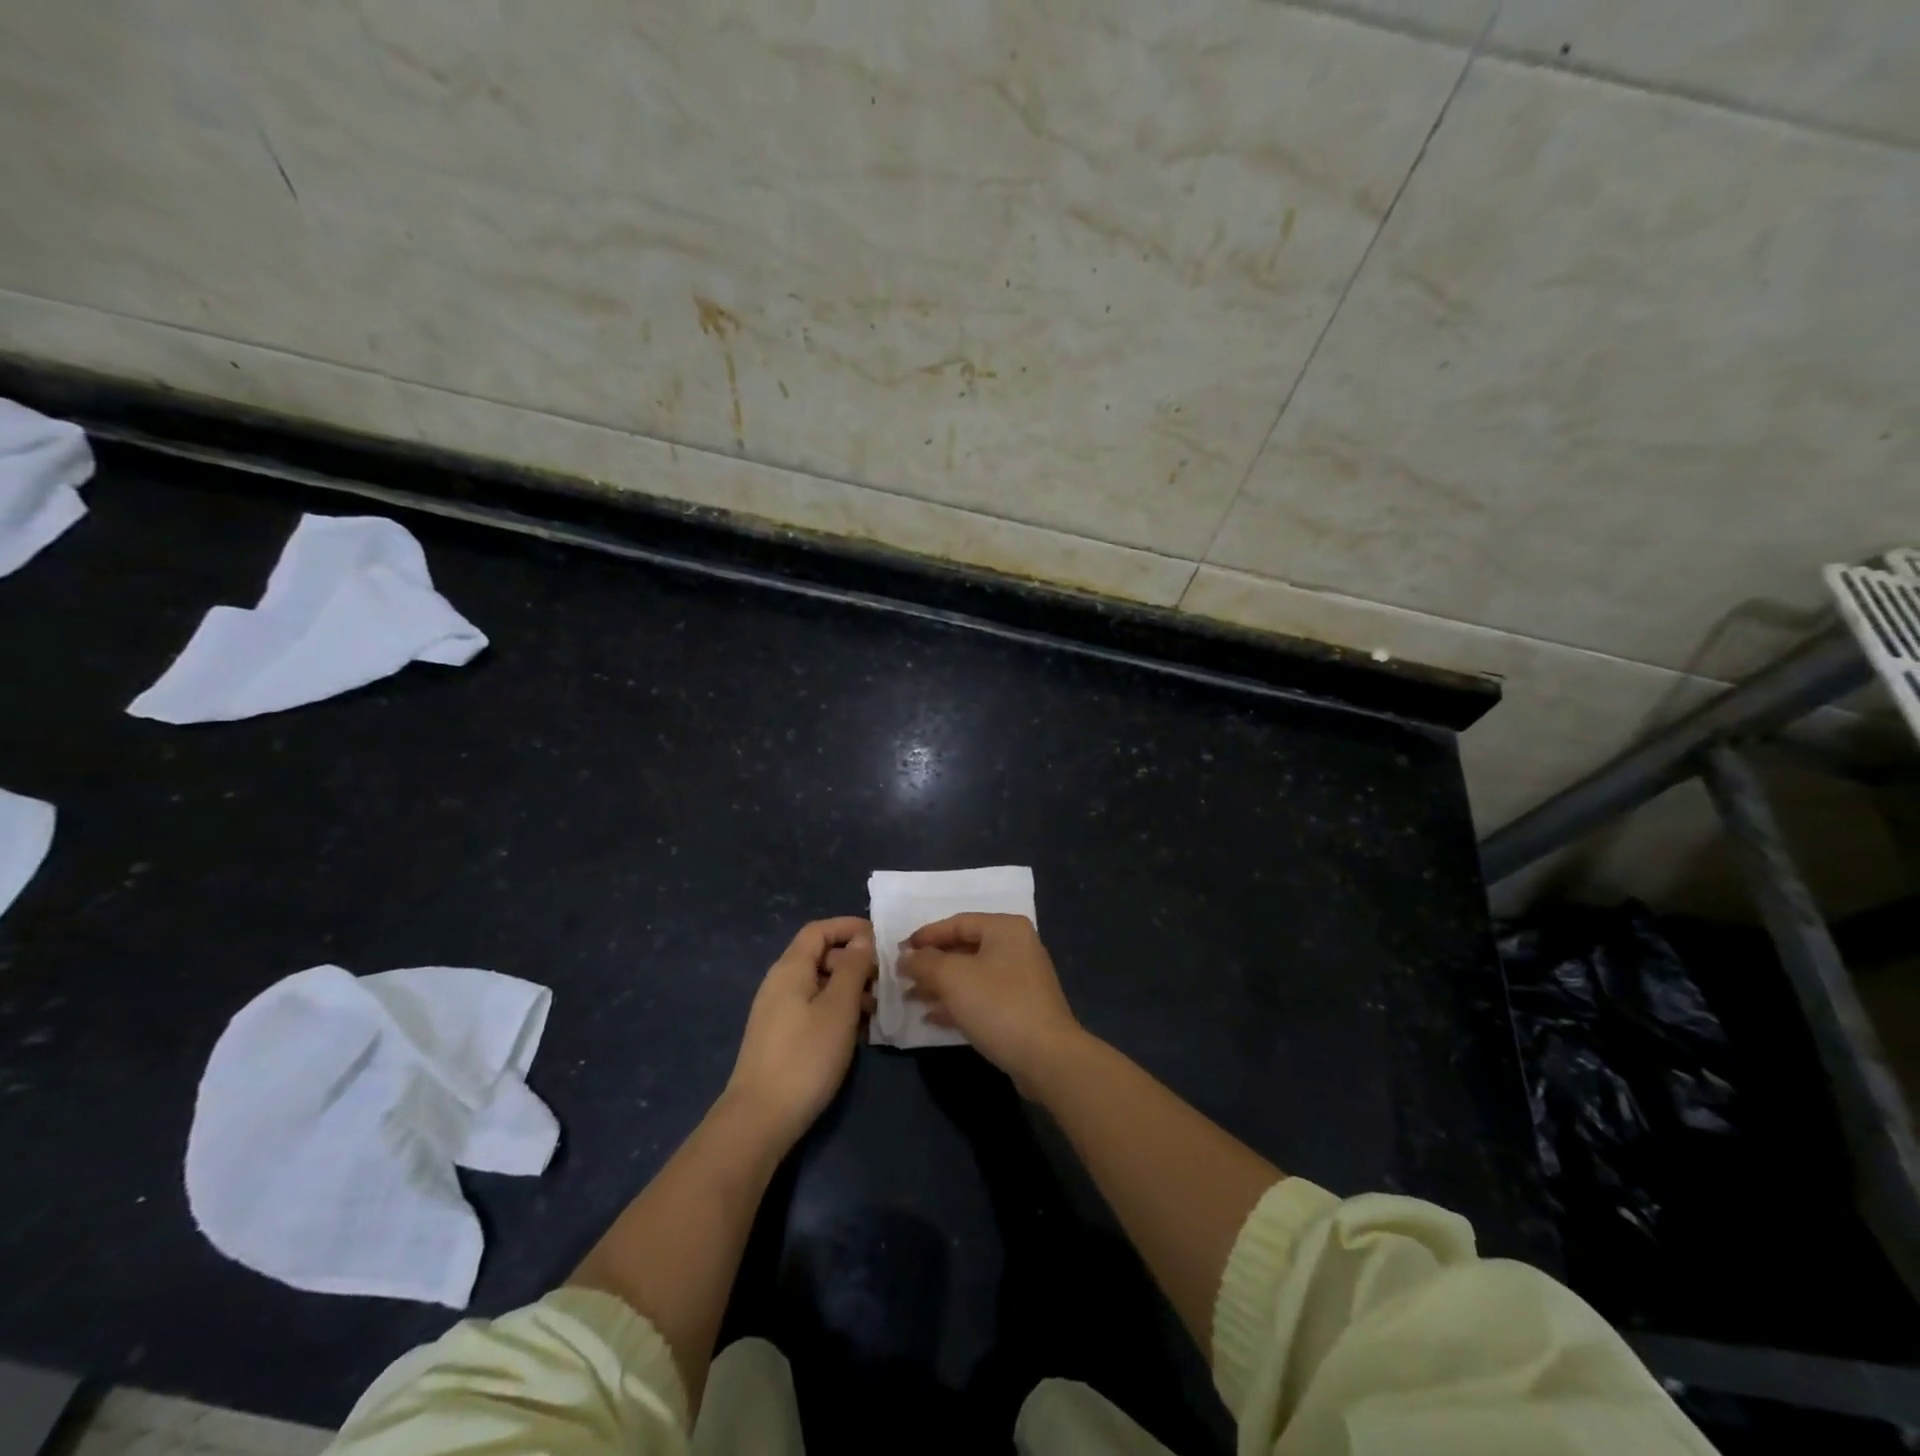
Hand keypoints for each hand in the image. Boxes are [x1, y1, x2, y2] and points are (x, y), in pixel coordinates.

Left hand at [725, 917, 873, 1149]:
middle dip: (853, 961)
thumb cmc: (805, 1056)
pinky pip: (813, 1008)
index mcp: (790, 968)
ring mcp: (777, 1011)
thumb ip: (852, 968)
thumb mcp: (838, 1008)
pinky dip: (836, 1010)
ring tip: (876, 1010)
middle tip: (883, 981)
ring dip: (848, 989)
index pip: (819, 930)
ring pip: (819, 984)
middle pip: (819, 956)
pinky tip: (856, 1032)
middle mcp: (779, 983)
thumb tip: (862, 938)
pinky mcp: (780, 1037)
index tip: (879, 939)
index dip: (848, 927)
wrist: (760, 1118)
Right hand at [900, 914, 1081, 1092]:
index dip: (925, 936)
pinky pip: (981, 997)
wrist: (1046, 1058)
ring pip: (971, 975)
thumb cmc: (998, 1005)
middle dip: (931, 964)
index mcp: (1005, 929)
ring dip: (940, 986)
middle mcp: (1016, 947)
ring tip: (910, 998)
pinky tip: (931, 1017)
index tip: (898, 952)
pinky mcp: (1020, 1008)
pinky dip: (957, 1003)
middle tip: (902, 977)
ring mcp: (1020, 979)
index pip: (957, 923)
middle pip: (964, 949)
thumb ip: (924, 963)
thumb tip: (905, 957)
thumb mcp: (953, 978)